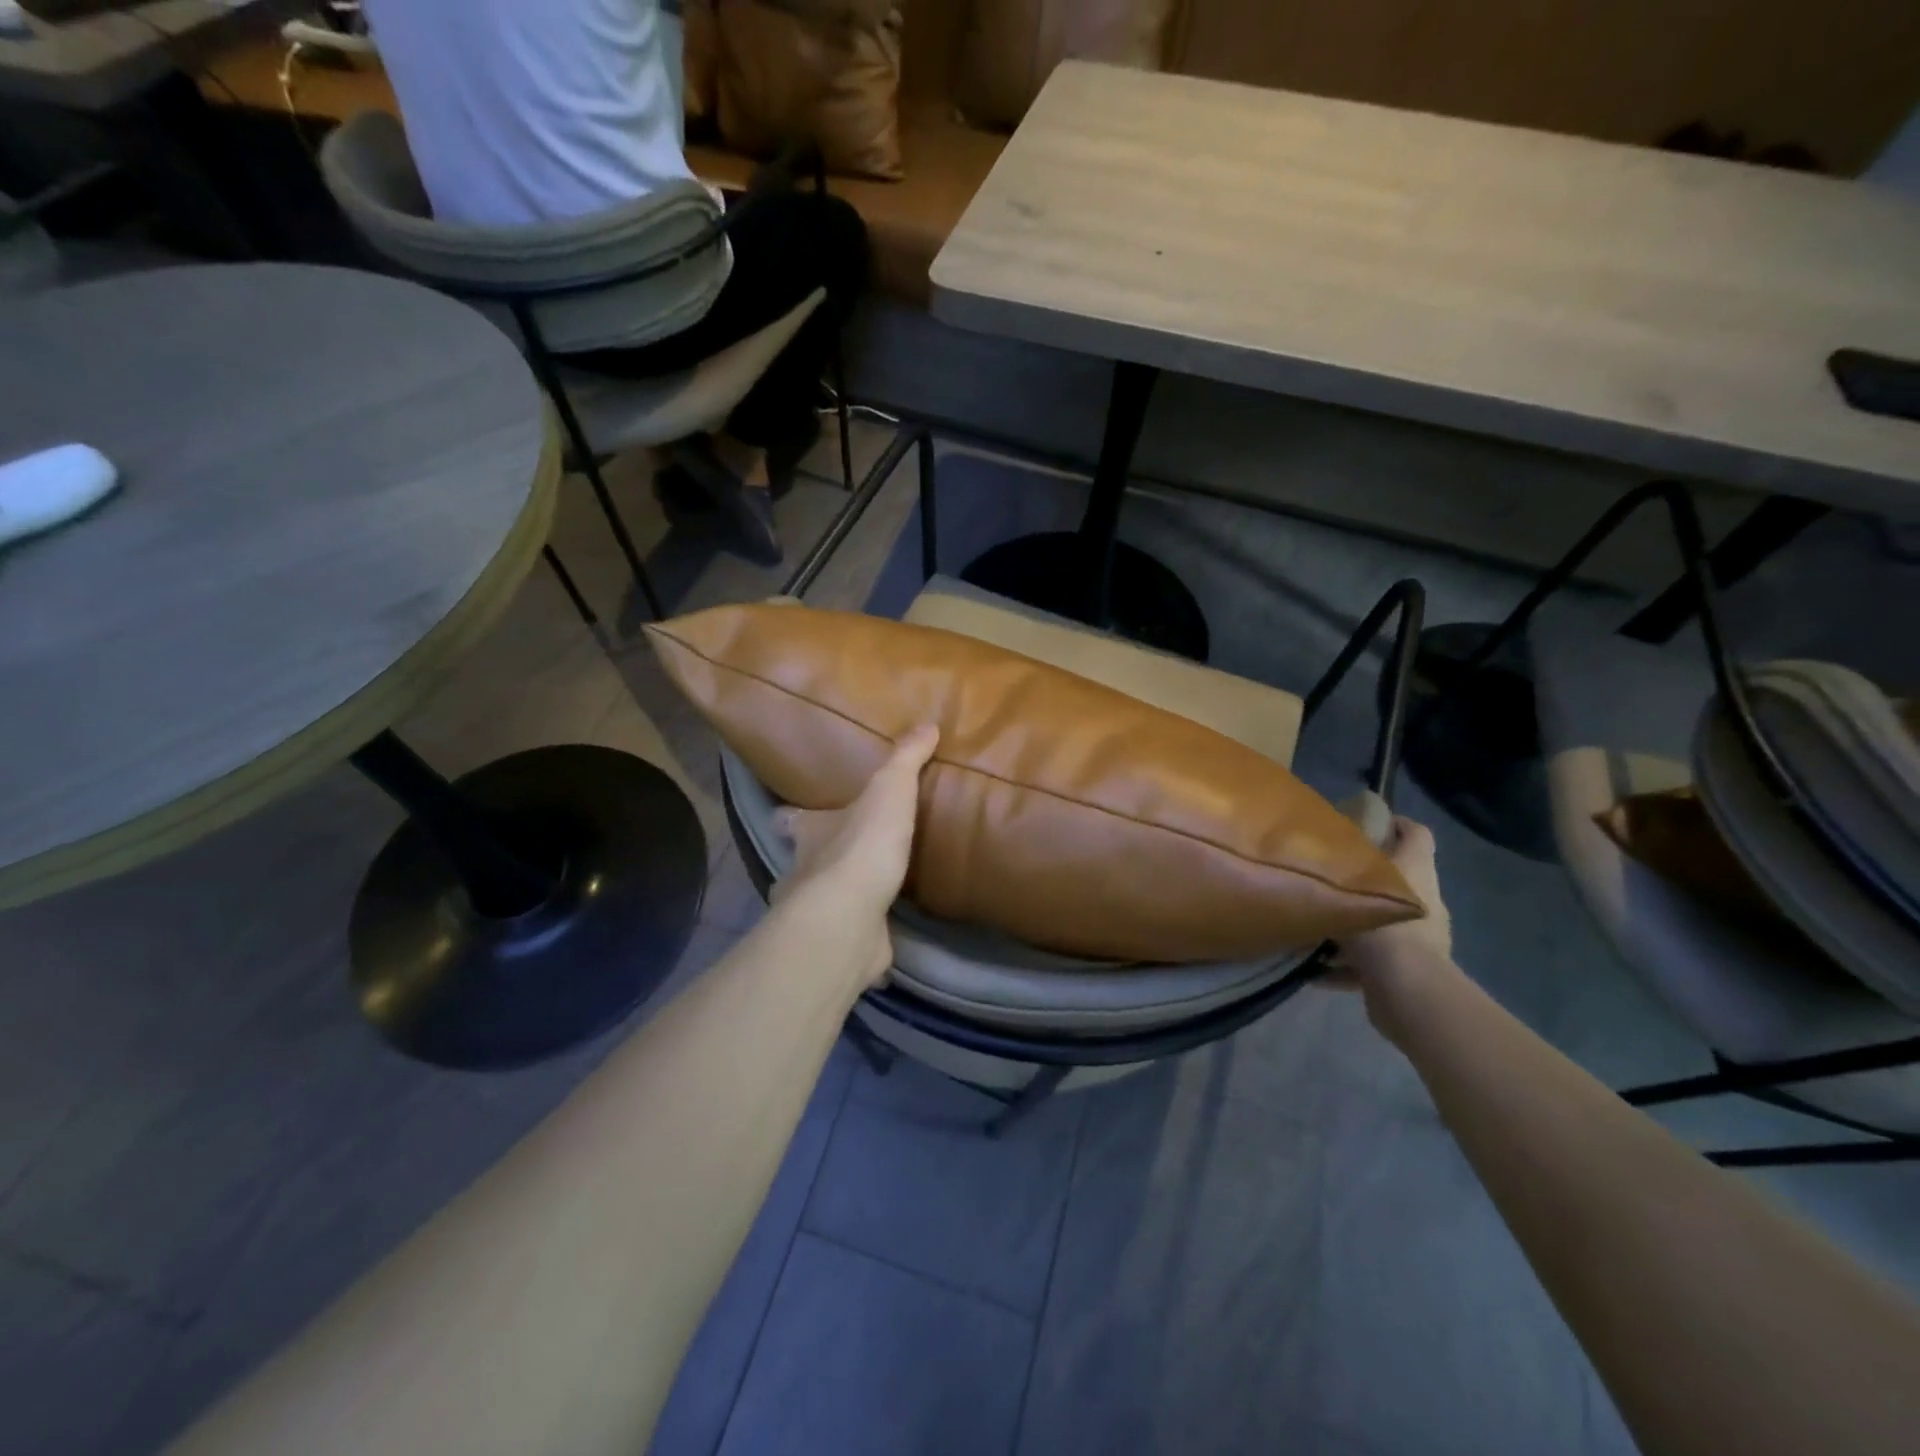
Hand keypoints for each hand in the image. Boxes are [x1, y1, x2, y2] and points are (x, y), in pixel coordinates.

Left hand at [770, 725, 938, 986]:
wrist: (850, 917)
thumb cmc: (862, 845)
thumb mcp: (889, 790)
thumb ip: (905, 759)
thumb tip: (927, 724)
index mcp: (810, 832)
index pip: (789, 820)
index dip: (793, 817)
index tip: (797, 815)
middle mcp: (803, 871)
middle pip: (803, 861)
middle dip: (820, 858)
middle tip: (847, 854)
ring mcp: (818, 912)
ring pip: (822, 901)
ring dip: (840, 897)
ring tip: (869, 892)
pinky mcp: (838, 945)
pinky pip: (849, 937)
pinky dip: (862, 934)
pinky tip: (883, 933)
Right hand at [1330, 816, 1451, 983]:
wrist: (1406, 991)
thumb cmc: (1381, 929)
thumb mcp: (1349, 889)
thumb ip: (1333, 873)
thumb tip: (1313, 859)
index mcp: (1417, 871)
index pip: (1417, 834)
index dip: (1396, 824)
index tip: (1364, 823)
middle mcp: (1424, 900)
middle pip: (1398, 879)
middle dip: (1366, 879)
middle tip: (1329, 878)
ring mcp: (1422, 939)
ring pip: (1384, 923)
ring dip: (1356, 926)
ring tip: (1317, 929)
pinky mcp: (1410, 972)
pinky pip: (1374, 963)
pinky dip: (1349, 966)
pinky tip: (1316, 972)